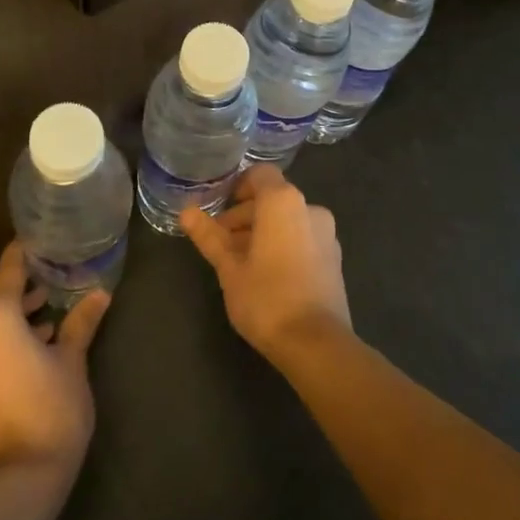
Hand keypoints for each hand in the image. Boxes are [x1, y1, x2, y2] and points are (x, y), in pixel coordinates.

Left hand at [0, 244, 110, 479]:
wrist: (20, 477)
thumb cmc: (53, 409)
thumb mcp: (72, 360)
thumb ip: (81, 322)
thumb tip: (100, 293)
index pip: (9, 268)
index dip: (25, 253)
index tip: (41, 243)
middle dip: (18, 287)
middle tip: (49, 286)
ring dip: (8, 315)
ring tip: (43, 321)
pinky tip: (24, 351)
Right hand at [181, 164, 349, 361]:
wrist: (316, 344)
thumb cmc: (266, 298)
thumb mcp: (229, 267)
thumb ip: (209, 235)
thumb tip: (185, 211)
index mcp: (283, 201)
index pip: (259, 175)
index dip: (237, 187)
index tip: (218, 210)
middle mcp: (310, 208)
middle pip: (272, 198)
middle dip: (244, 216)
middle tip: (220, 242)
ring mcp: (327, 234)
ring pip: (287, 220)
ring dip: (263, 232)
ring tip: (239, 262)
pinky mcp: (334, 258)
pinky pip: (303, 238)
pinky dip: (283, 245)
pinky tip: (266, 274)